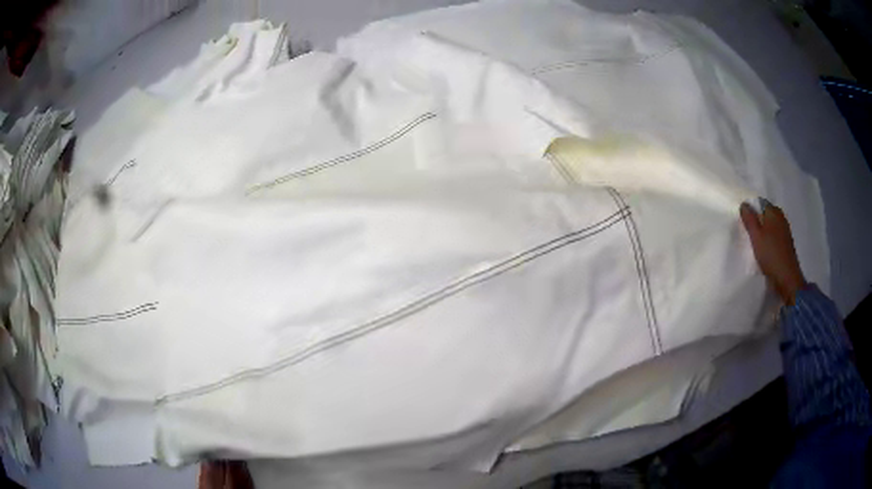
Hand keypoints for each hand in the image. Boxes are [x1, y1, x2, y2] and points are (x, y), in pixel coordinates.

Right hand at [740, 201, 806, 304]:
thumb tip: (744, 204)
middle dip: (757, 220)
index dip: (751, 210)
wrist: (787, 277)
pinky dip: (768, 239)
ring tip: (755, 242)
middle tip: (748, 232)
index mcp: (773, 212)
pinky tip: (764, 249)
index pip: (759, 203)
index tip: (744, 222)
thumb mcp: (756, 236)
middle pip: (765, 214)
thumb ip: (749, 219)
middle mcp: (780, 217)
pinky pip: (774, 235)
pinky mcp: (786, 243)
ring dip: (763, 231)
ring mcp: (784, 230)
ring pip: (770, 225)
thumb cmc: (770, 254)